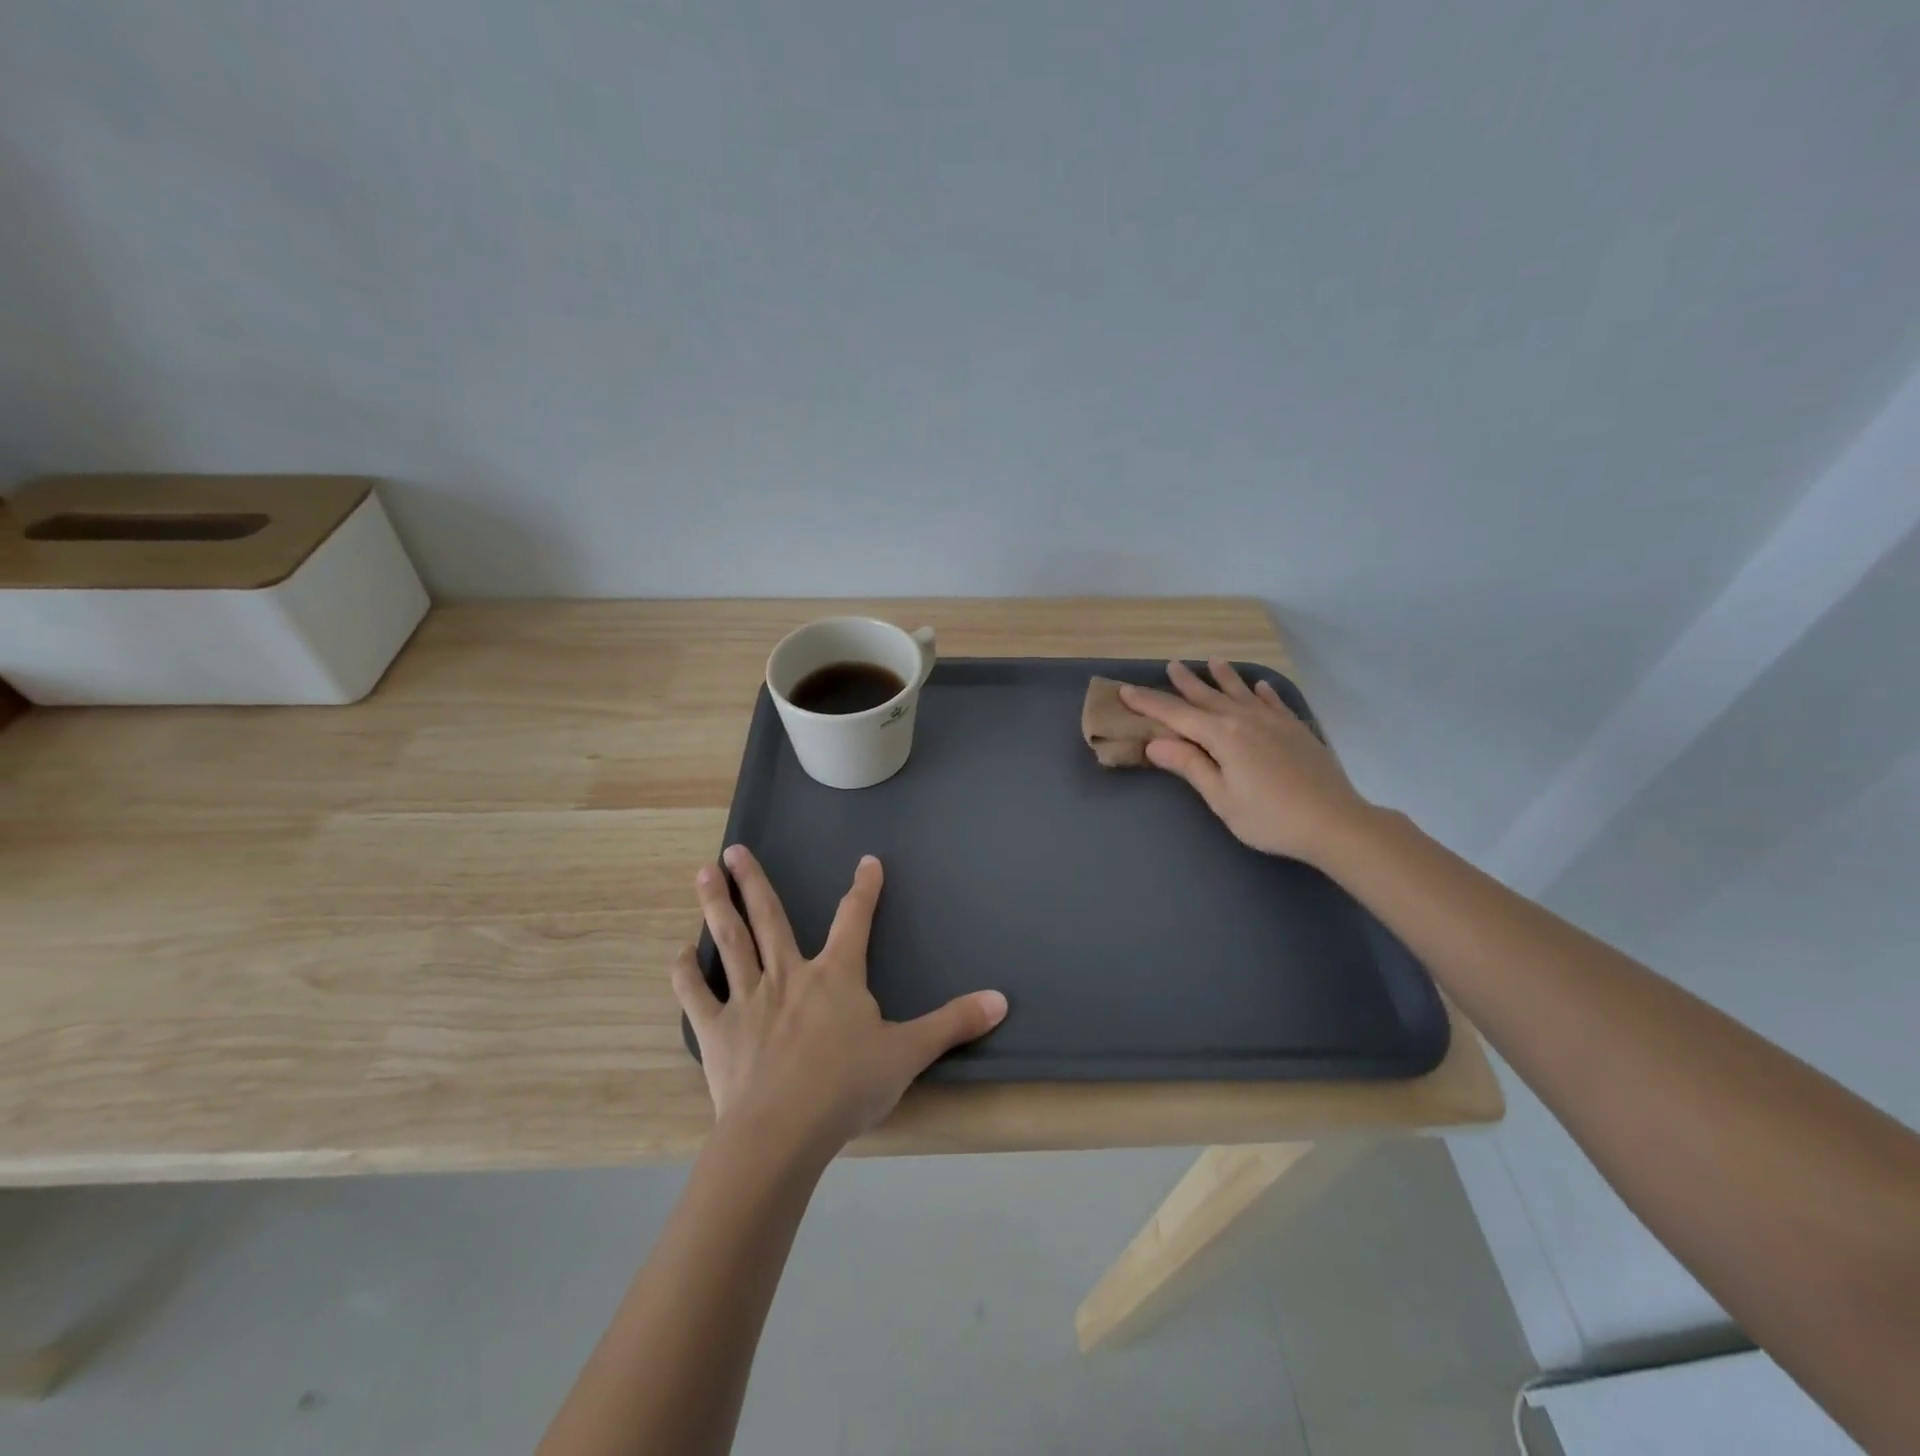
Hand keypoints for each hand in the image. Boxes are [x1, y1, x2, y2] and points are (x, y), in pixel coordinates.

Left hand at [672, 845, 1007, 1155]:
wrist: (782, 1132)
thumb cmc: (847, 1087)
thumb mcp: (909, 1053)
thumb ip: (953, 1023)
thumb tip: (1002, 999)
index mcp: (836, 976)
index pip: (854, 920)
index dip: (864, 889)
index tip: (867, 862)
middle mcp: (789, 975)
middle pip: (770, 918)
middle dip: (754, 881)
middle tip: (733, 849)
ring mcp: (749, 999)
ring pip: (730, 942)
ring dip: (716, 906)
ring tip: (704, 874)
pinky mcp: (717, 1030)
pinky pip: (697, 996)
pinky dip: (685, 975)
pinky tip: (678, 954)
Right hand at [1120, 660, 1370, 864]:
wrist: (1334, 822)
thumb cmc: (1269, 817)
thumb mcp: (1221, 797)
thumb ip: (1190, 766)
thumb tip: (1154, 742)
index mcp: (1222, 736)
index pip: (1177, 715)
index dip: (1149, 703)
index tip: (1126, 690)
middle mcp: (1245, 720)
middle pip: (1208, 697)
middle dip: (1186, 683)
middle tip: (1171, 664)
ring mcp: (1274, 722)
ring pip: (1242, 693)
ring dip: (1225, 677)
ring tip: (1213, 661)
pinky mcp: (1296, 730)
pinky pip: (1274, 703)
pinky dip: (1263, 693)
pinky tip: (1260, 686)